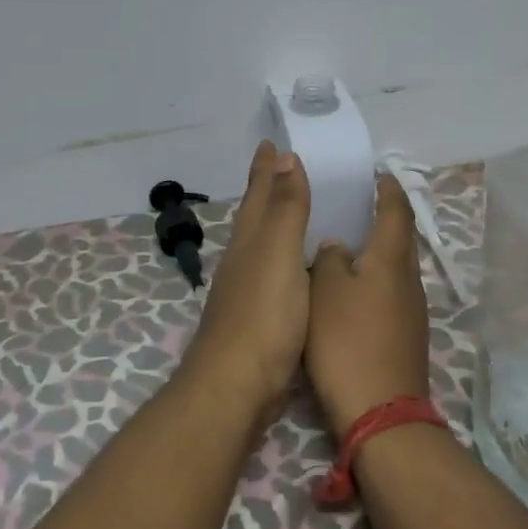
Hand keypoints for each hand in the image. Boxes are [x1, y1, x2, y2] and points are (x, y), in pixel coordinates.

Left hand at [184, 140, 311, 425]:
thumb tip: (284, 157)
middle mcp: (242, 261)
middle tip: (278, 167)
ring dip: (272, 224)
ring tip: (288, 212)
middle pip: (254, 216)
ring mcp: (245, 292)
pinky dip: (283, 260)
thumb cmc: (263, 316)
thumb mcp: (279, 254)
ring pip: (260, 245)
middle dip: (265, 191)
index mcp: (249, 242)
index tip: (270, 142)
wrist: (236, 386)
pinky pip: (272, 274)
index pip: (259, 195)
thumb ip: (286, 209)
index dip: (266, 169)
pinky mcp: (256, 320)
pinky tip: (291, 271)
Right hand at [306, 173, 431, 434]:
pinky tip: (355, 290)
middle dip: (386, 218)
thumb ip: (329, 260)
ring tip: (351, 244)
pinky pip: (393, 292)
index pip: (396, 211)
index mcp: (390, 259)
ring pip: (397, 268)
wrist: (380, 410)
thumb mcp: (325, 291)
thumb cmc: (347, 341)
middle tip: (360, 206)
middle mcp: (408, 279)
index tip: (378, 175)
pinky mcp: (407, 335)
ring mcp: (413, 310)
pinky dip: (377, 280)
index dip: (388, 190)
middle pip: (402, 238)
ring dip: (380, 251)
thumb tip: (338, 246)